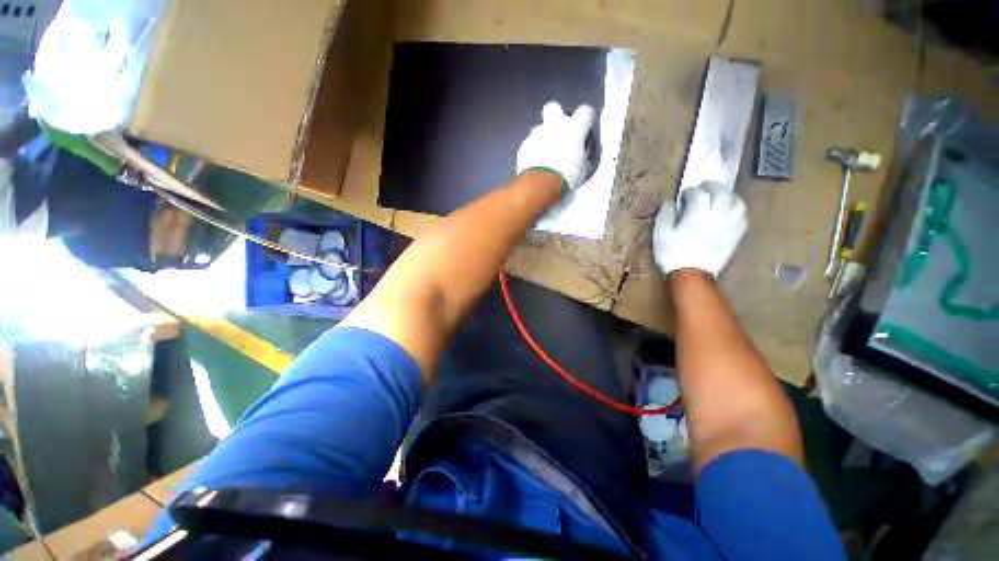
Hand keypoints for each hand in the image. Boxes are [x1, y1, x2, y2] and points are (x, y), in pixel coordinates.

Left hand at [517, 101, 595, 191]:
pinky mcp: (523, 146)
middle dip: (555, 117)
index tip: (584, 130)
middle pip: (553, 108)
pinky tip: (535, 164)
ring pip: (539, 128)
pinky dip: (532, 152)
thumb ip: (583, 155)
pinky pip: (529, 144)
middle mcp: (554, 124)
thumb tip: (581, 155)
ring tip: (545, 155)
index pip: (585, 111)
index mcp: (574, 127)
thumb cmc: (567, 177)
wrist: (540, 185)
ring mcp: (536, 134)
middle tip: (558, 133)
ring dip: (542, 137)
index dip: (585, 120)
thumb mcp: (583, 168)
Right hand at [653, 182, 746, 277]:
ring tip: (719, 196)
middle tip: (703, 187)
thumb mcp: (661, 234)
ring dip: (727, 195)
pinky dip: (736, 208)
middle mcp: (717, 215)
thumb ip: (665, 214)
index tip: (684, 195)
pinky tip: (729, 211)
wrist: (691, 274)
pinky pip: (742, 216)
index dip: (691, 191)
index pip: (698, 193)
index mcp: (697, 214)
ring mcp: (729, 224)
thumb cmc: (673, 253)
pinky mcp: (736, 235)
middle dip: (711, 186)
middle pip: (720, 192)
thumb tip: (670, 201)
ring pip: (735, 201)